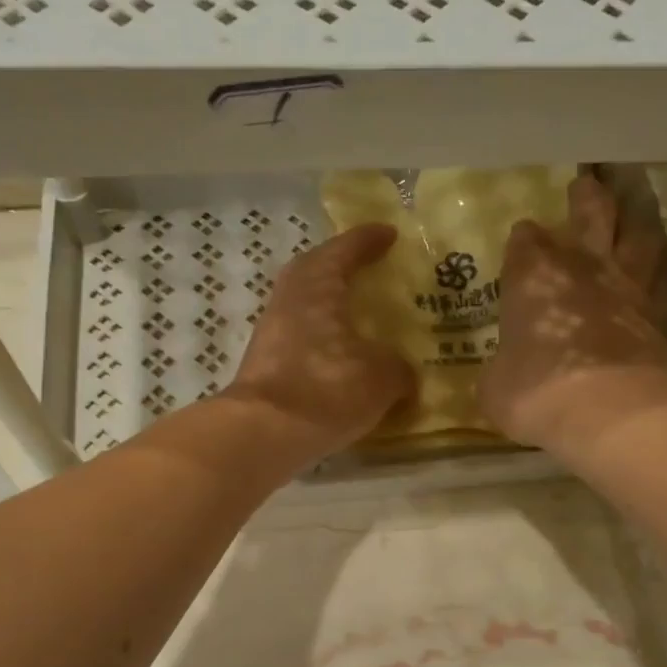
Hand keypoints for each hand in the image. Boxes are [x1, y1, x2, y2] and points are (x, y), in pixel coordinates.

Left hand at [223, 223, 416, 462]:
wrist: (263, 434)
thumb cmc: (326, 388)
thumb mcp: (382, 377)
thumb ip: (399, 367)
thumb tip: (403, 372)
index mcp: (317, 284)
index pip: (345, 249)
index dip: (369, 240)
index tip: (389, 233)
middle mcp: (289, 299)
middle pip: (314, 270)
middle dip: (341, 266)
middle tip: (368, 270)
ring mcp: (272, 332)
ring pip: (304, 305)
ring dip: (329, 304)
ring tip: (359, 316)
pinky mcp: (265, 364)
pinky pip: (300, 336)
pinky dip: (321, 338)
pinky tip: (341, 356)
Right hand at [478, 172, 666, 452]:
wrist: (608, 410)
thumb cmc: (535, 390)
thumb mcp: (495, 387)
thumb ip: (500, 371)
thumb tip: (502, 375)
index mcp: (532, 275)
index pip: (525, 240)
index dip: (524, 239)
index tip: (523, 240)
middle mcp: (582, 267)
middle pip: (591, 214)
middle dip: (586, 198)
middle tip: (587, 184)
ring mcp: (627, 287)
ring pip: (638, 238)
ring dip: (634, 225)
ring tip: (632, 220)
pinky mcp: (661, 315)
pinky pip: (663, 283)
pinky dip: (658, 278)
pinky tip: (656, 280)